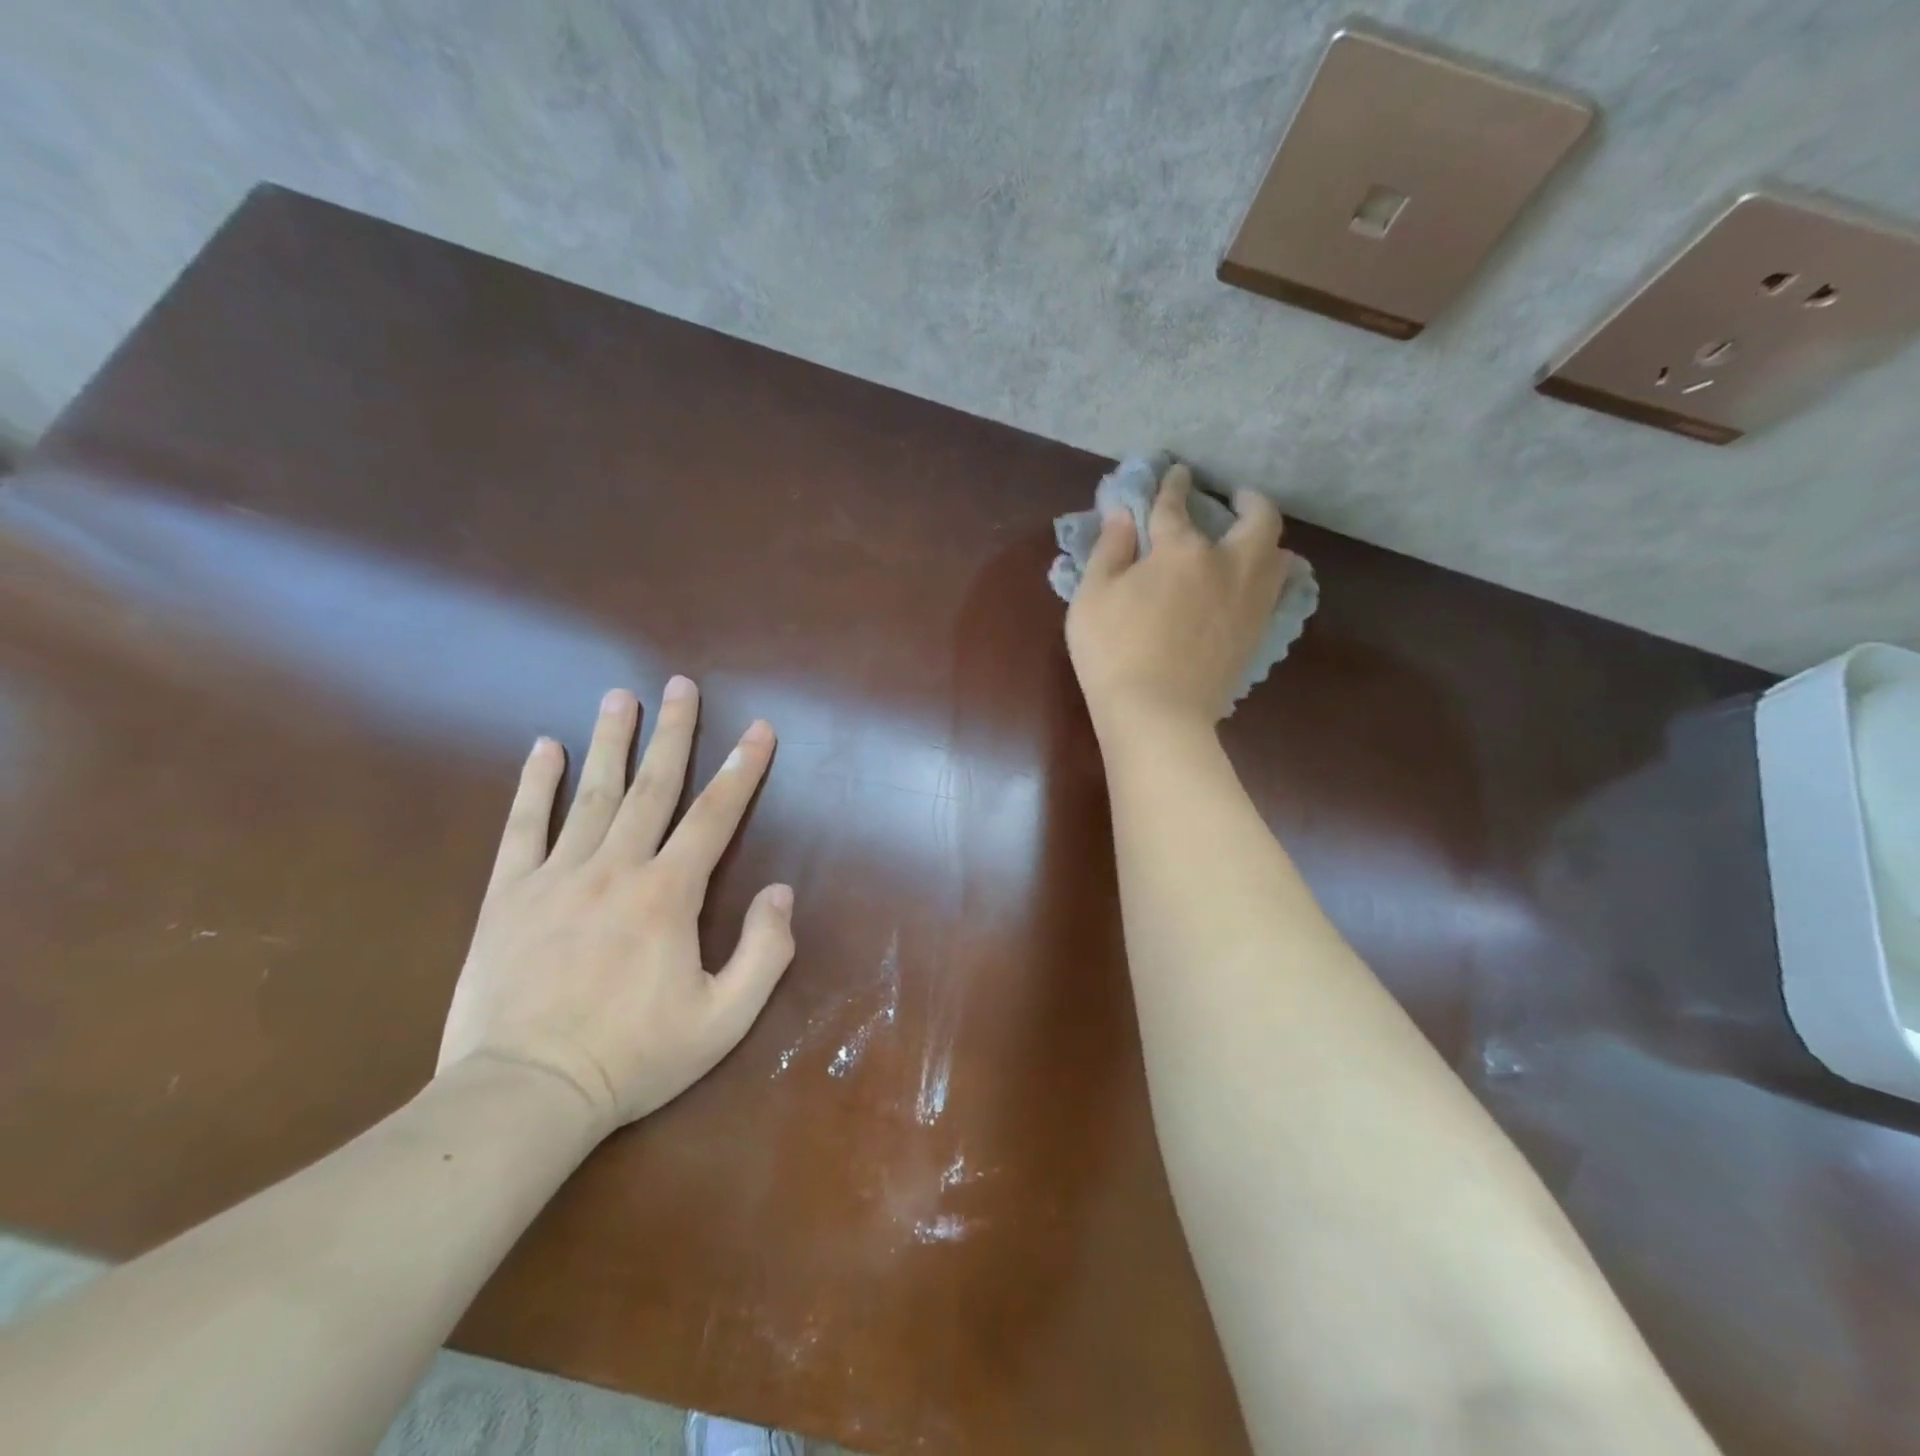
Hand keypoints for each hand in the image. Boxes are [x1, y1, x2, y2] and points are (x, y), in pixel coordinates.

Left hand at [437, 680, 794, 1134]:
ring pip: (590, 794)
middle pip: (652, 786)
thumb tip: (782, 891)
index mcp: (669, 894)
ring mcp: (557, 877)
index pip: (715, 816)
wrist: (525, 1094)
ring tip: (621, 697)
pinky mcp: (507, 896)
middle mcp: (616, 868)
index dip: (743, 769)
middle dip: (674, 732)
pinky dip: (534, 785)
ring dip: (610, 741)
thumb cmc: (634, 1057)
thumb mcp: (725, 1019)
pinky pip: (522, 827)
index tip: (759, 729)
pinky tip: (543, 748)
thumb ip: (765, 952)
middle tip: (682, 685)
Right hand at [1065, 462, 1288, 733]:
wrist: (1157, 714)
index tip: (1177, 473)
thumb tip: (1124, 515)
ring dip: (1267, 539)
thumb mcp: (1092, 597)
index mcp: (1181, 551)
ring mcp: (1249, 602)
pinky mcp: (1256, 634)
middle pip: (1257, 520)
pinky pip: (1276, 593)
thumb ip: (1110, 550)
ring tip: (1251, 541)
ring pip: (1278, 556)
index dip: (1174, 486)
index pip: (1176, 506)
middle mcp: (1227, 566)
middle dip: (1249, 500)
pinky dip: (1270, 576)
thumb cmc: (1113, 652)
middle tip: (1236, 498)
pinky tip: (1254, 584)